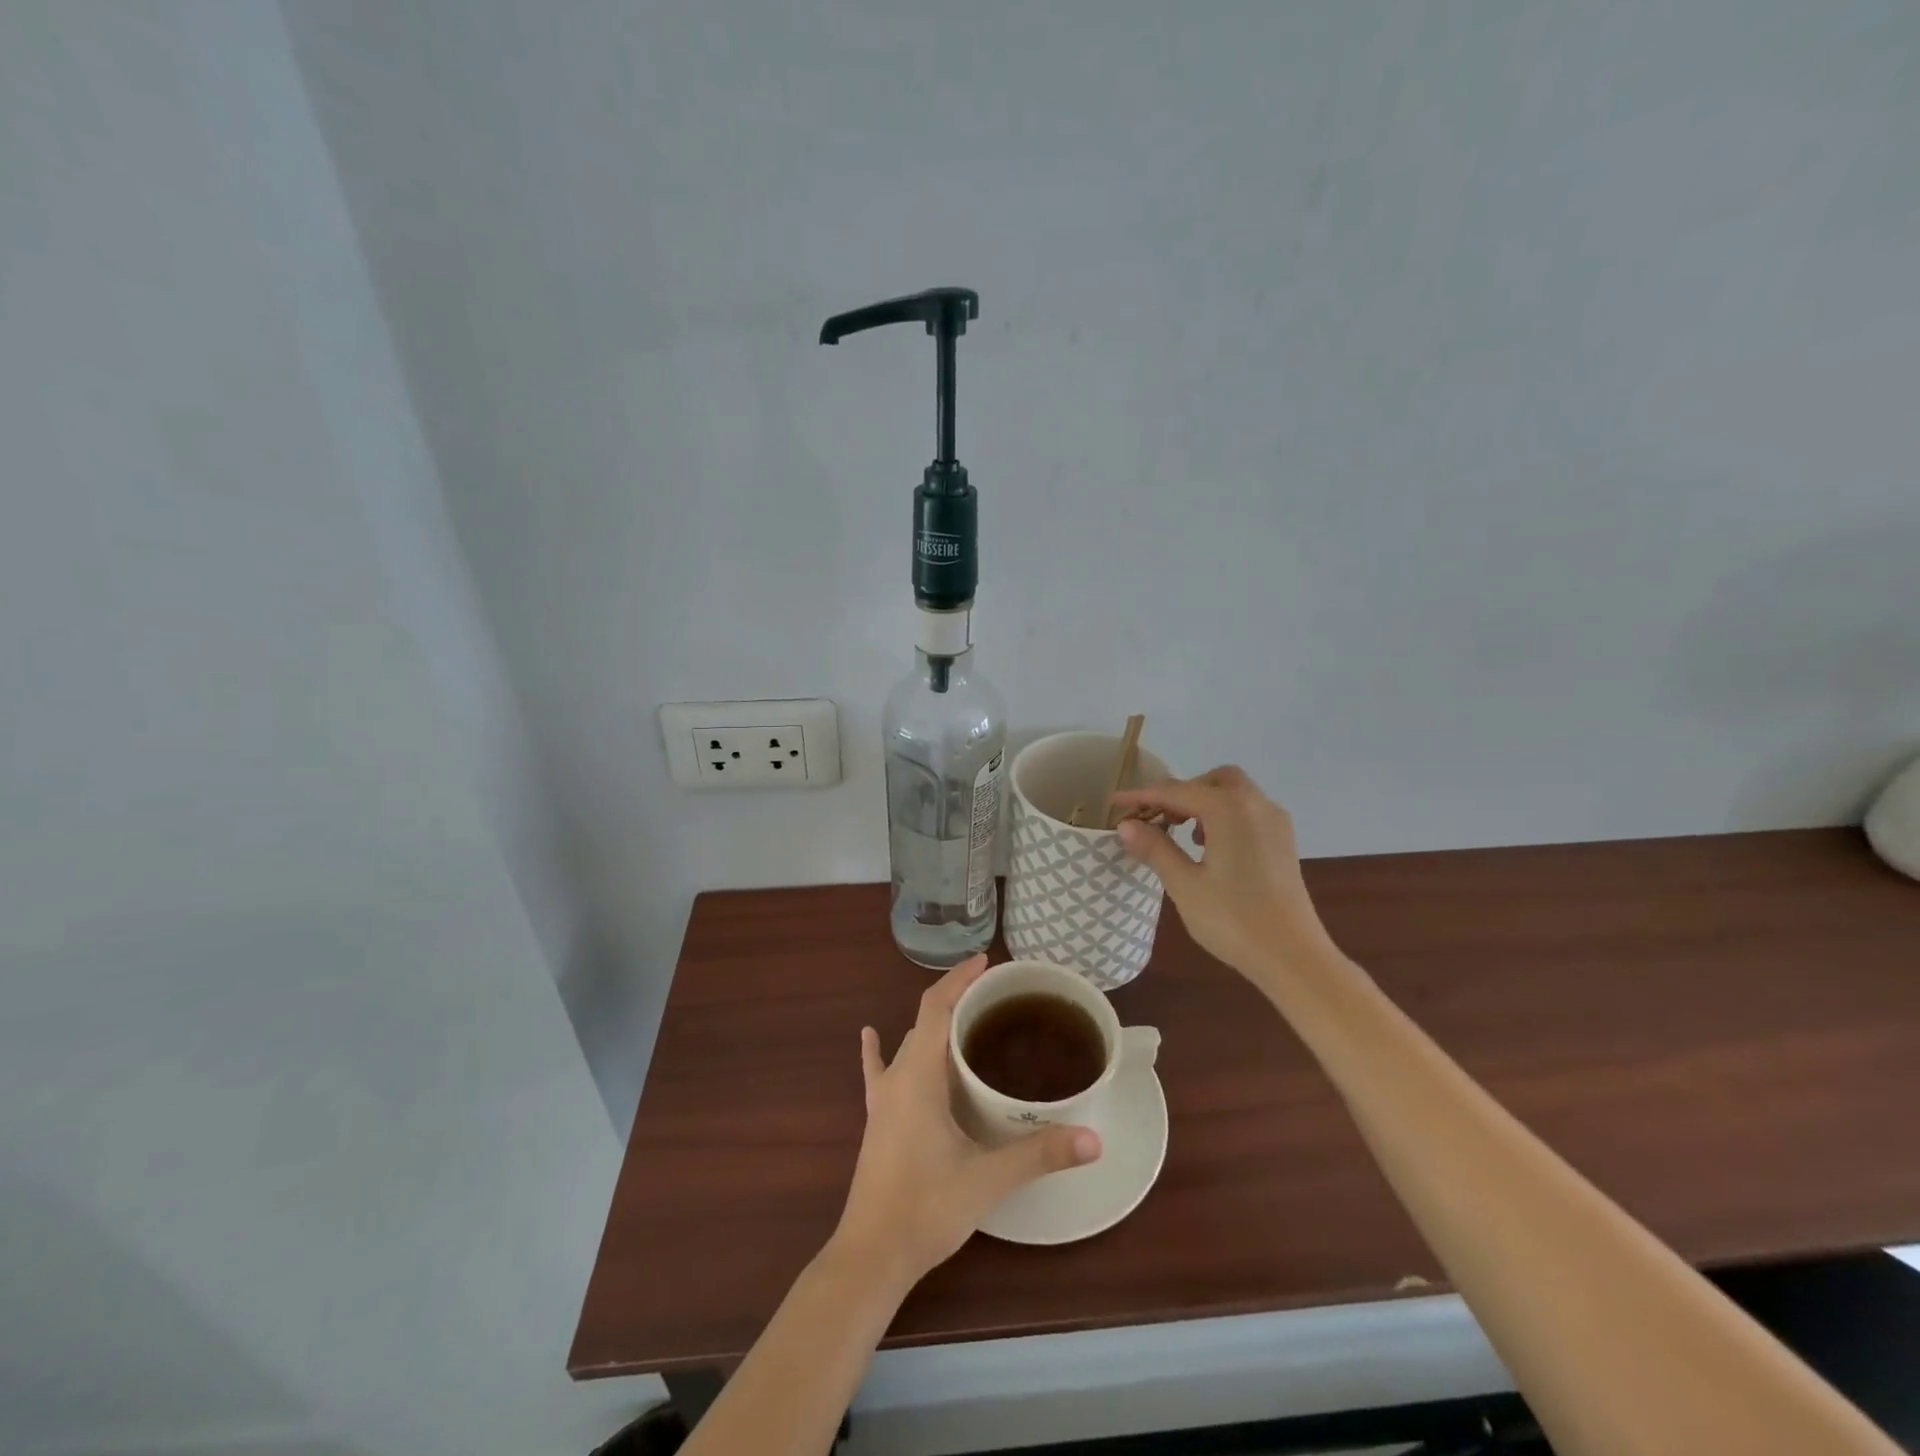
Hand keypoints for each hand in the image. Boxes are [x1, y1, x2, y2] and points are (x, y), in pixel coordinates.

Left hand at [831, 956, 1100, 1291]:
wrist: (871, 1256)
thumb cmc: (927, 1208)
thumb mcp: (988, 1179)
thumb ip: (1039, 1155)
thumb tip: (1093, 1139)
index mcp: (919, 1076)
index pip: (936, 1007)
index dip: (959, 979)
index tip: (985, 962)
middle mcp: (897, 1077)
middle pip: (924, 1021)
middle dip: (956, 1000)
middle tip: (995, 997)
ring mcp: (882, 1099)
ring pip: (908, 1045)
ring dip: (934, 1026)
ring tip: (966, 1019)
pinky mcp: (876, 1120)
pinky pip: (878, 1073)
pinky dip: (879, 1050)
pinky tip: (870, 1035)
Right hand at [1112, 766, 1335, 979]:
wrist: (1293, 957)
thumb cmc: (1233, 920)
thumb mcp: (1184, 885)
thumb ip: (1155, 848)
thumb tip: (1127, 825)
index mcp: (1228, 809)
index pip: (1175, 791)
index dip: (1142, 796)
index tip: (1115, 804)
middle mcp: (1255, 805)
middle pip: (1212, 781)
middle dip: (1181, 793)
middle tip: (1157, 819)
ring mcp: (1275, 822)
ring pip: (1234, 794)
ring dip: (1204, 803)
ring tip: (1182, 835)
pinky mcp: (1284, 842)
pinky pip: (1248, 812)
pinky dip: (1224, 816)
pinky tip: (1211, 848)